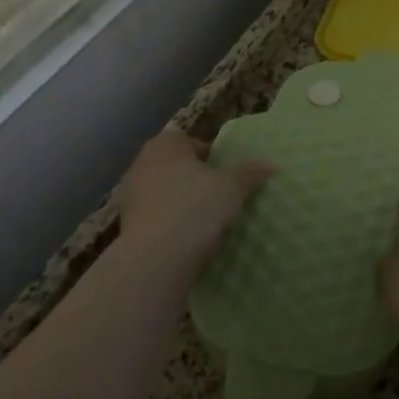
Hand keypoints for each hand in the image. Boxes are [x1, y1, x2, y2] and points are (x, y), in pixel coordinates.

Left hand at [115, 129, 273, 272]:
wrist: (156, 258)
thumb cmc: (196, 208)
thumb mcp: (233, 188)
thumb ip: (251, 173)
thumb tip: (272, 164)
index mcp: (165, 145)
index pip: (188, 140)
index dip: (207, 154)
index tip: (223, 172)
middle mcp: (142, 164)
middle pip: (174, 165)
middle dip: (193, 178)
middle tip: (217, 193)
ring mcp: (130, 196)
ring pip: (163, 192)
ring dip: (180, 201)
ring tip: (205, 219)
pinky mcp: (126, 225)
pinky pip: (154, 216)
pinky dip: (169, 223)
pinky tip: (187, 238)